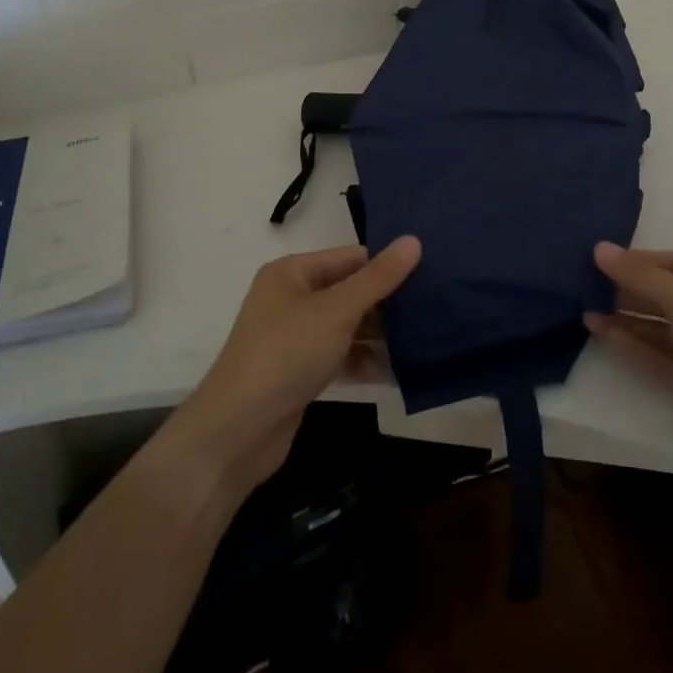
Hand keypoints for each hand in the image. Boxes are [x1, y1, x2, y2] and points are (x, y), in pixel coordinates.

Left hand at [171, 238, 421, 496]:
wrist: (237, 432)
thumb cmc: (286, 354)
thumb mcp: (337, 310)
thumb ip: (378, 278)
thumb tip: (413, 240)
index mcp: (292, 272)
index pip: (350, 258)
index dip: (387, 264)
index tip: (431, 273)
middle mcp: (291, 298)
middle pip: (349, 291)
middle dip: (388, 302)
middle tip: (435, 306)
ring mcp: (294, 337)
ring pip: (347, 326)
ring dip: (380, 334)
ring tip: (426, 338)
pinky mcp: (300, 372)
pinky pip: (340, 356)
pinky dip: (364, 361)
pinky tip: (399, 370)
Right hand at [586, 244, 672, 480]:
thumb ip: (642, 277)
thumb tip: (599, 249)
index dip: (645, 260)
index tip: (606, 260)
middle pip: (672, 296)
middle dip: (633, 291)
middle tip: (590, 285)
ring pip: (665, 330)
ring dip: (629, 320)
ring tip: (587, 311)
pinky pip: (664, 360)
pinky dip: (636, 347)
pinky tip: (605, 335)